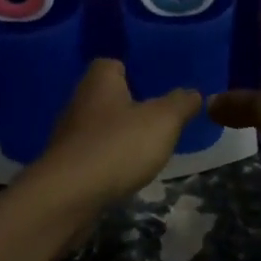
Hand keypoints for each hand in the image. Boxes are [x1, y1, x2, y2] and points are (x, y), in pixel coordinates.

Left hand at [23, 59, 201, 213]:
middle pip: (108, 95)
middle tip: (160, 116)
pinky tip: (126, 171)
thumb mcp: (163, 121)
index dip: (135, 71)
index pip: (113, 63)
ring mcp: (69, 135)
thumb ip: (181, 103)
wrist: (68, 197)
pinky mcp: (66, 166)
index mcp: (99, 80)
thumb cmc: (117, 146)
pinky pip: (94, 154)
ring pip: (101, 127)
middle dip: (130, 105)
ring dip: (119, 135)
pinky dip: (109, 160)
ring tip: (148, 146)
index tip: (157, 84)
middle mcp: (79, 101)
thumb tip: (194, 92)